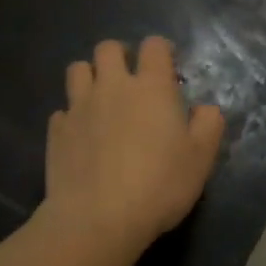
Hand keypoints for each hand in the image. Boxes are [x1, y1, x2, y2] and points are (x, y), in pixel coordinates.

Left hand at [42, 37, 224, 259]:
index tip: (169, 68)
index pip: (154, 46)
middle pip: (108, 48)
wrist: (97, 220)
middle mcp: (113, 87)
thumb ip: (209, 125)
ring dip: (91, 76)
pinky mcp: (56, 132)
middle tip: (132, 79)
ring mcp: (79, 107)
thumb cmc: (159, 185)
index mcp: (152, 87)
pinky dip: (74, 115)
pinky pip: (63, 110)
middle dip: (121, 55)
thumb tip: (205, 109)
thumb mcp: (201, 158)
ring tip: (102, 99)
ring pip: (78, 70)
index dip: (162, 51)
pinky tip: (83, 135)